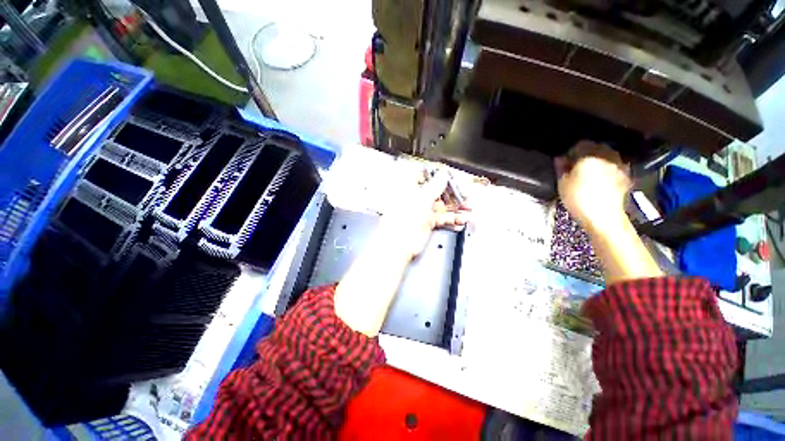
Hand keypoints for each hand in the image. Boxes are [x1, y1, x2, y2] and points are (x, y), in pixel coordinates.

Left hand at [379, 167, 469, 260]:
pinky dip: (452, 220)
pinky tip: (462, 221)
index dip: (439, 174)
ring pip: (443, 205)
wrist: (400, 242)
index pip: (426, 175)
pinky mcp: (428, 223)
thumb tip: (443, 174)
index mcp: (411, 187)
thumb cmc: (406, 217)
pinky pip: (442, 219)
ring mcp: (423, 210)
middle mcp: (417, 197)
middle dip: (453, 193)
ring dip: (457, 207)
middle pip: (438, 191)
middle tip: (467, 194)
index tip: (452, 175)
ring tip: (470, 209)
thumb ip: (435, 185)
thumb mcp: (423, 197)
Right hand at [555, 141, 630, 232]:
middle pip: (595, 148)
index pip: (579, 145)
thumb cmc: (579, 199)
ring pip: (606, 156)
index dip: (570, 152)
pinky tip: (601, 180)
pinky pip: (614, 166)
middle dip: (585, 155)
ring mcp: (618, 164)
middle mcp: (606, 155)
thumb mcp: (562, 183)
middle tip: (576, 167)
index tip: (565, 162)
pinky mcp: (626, 175)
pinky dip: (607, 169)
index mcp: (589, 155)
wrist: (604, 217)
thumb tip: (560, 158)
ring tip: (589, 173)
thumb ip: (561, 168)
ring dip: (598, 161)